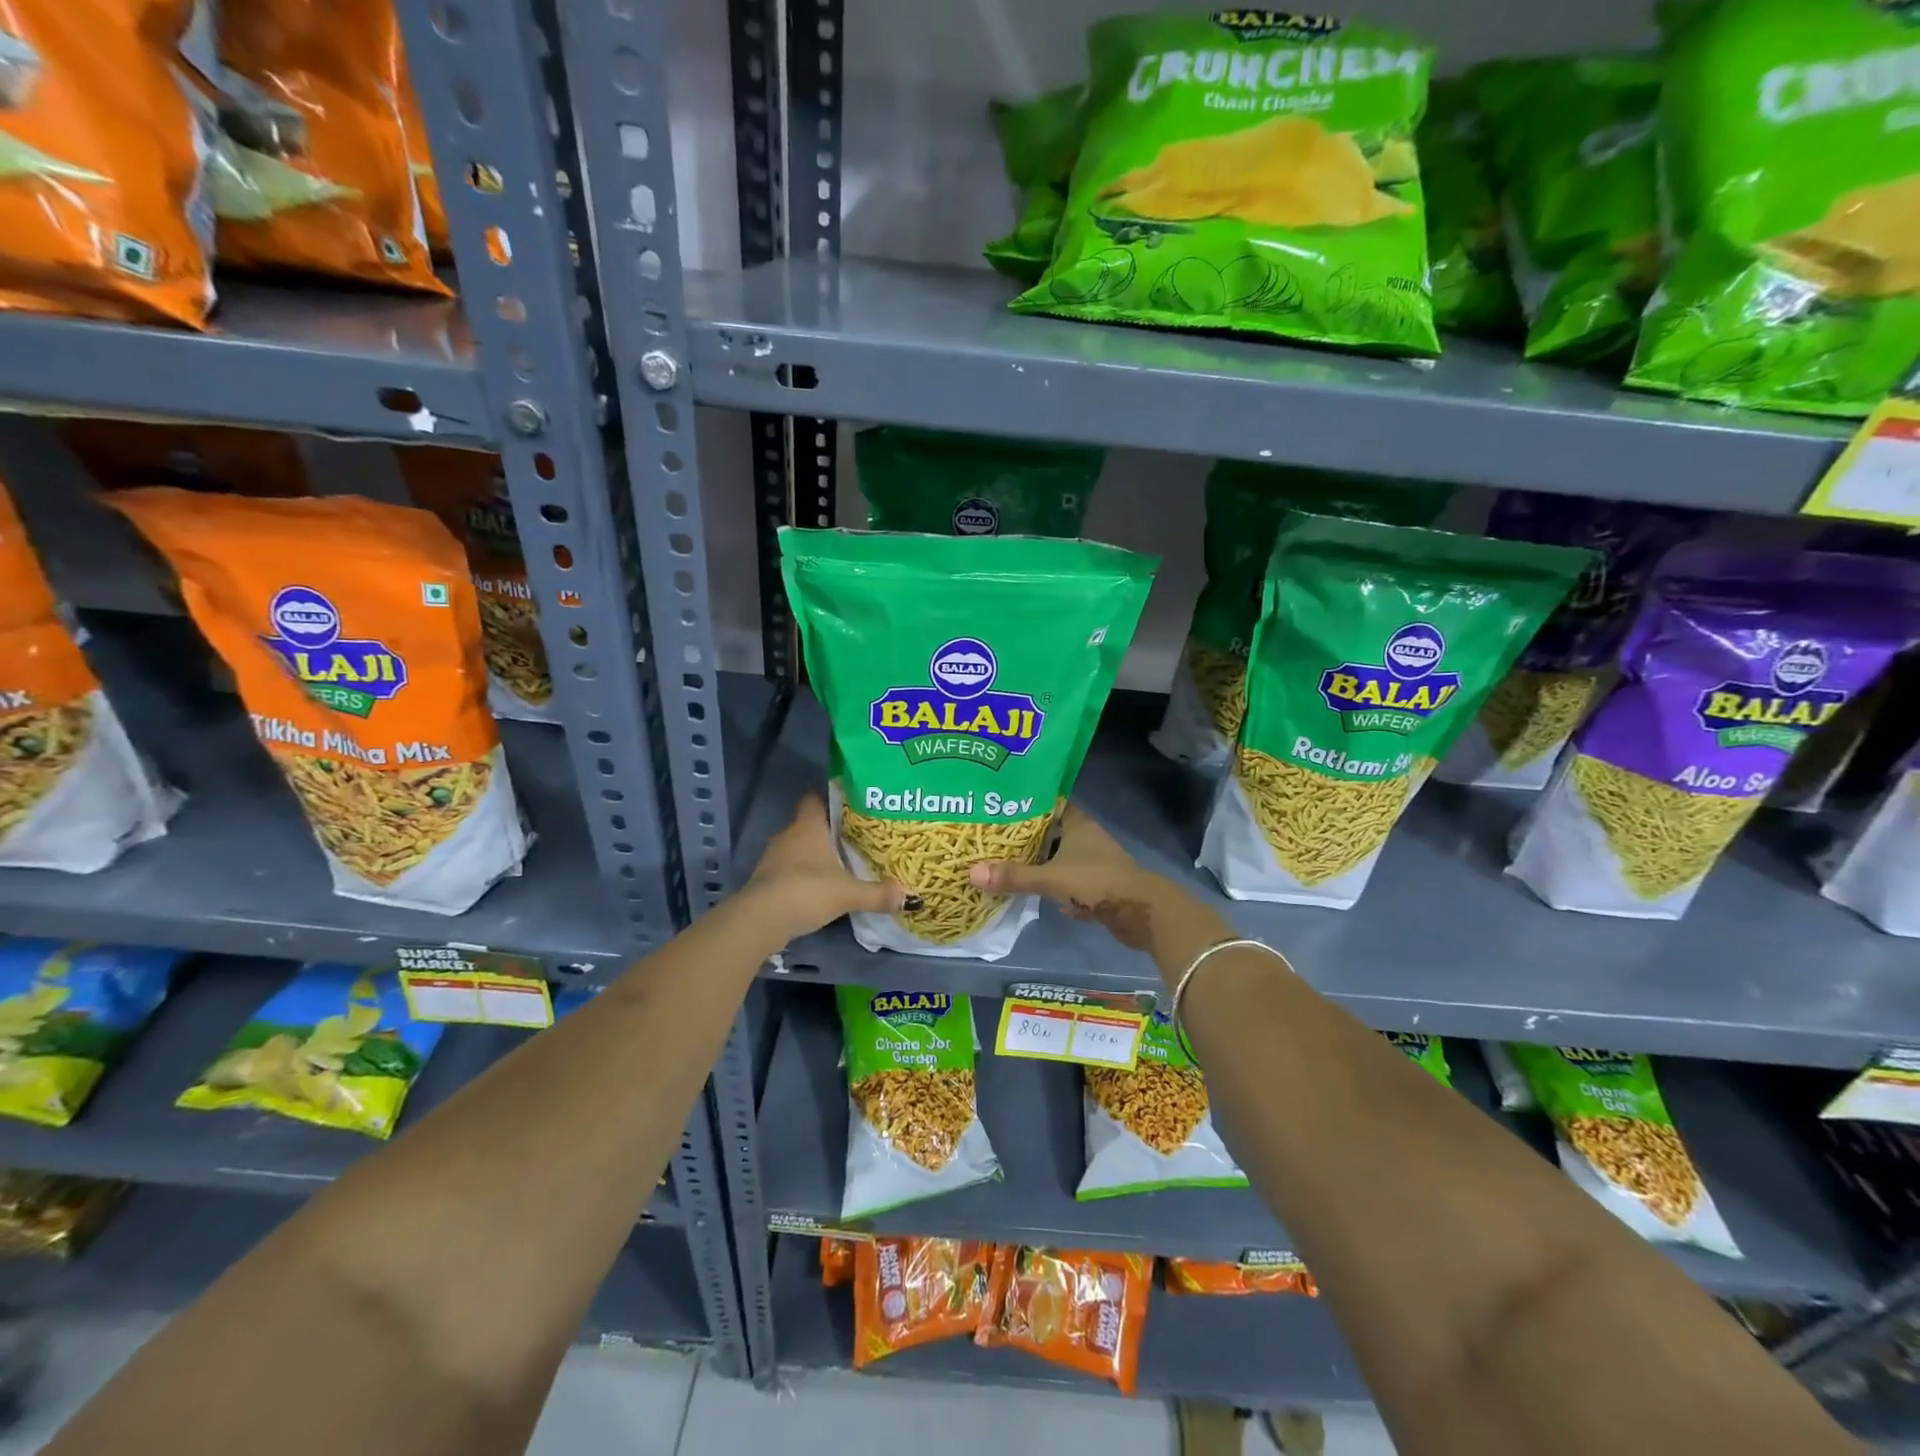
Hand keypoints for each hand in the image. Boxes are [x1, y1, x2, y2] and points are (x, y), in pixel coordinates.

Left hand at [744, 793, 903, 939]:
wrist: (760, 920)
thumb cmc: (807, 891)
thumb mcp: (848, 893)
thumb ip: (878, 894)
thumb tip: (909, 897)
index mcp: (808, 826)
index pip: (814, 799)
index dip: (829, 801)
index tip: (849, 810)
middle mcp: (788, 835)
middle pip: (808, 825)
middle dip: (827, 834)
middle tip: (853, 842)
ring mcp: (772, 858)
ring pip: (797, 849)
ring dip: (813, 857)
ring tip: (838, 868)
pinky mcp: (765, 880)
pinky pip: (787, 870)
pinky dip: (801, 877)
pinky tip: (817, 890)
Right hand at [969, 804, 1164, 949]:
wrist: (1140, 912)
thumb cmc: (1096, 881)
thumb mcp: (1051, 878)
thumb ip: (1014, 876)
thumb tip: (972, 873)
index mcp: (1078, 824)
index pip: (1050, 804)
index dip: (1027, 804)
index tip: (1000, 806)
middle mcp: (1086, 838)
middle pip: (1052, 832)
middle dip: (1027, 837)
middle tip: (994, 838)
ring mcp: (1093, 862)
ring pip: (1060, 857)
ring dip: (1040, 862)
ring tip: (1007, 863)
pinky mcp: (1097, 885)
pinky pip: (1068, 881)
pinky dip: (1054, 885)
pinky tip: (1034, 891)